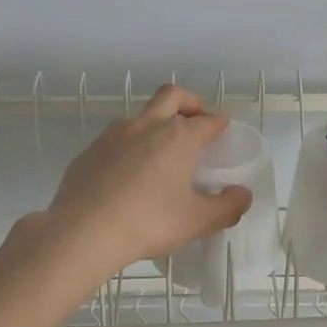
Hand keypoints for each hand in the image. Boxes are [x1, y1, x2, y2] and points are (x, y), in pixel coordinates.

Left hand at [41, 85, 251, 277]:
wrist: (83, 231)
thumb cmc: (149, 222)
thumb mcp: (197, 221)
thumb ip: (227, 207)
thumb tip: (243, 195)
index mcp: (179, 137)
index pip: (208, 120)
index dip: (220, 123)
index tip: (224, 130)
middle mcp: (147, 125)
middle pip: (172, 96)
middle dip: (188, 103)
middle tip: (195, 121)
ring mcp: (114, 134)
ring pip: (140, 115)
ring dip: (155, 124)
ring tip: (159, 153)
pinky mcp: (90, 150)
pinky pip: (115, 139)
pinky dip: (128, 147)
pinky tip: (126, 175)